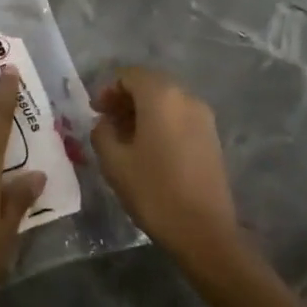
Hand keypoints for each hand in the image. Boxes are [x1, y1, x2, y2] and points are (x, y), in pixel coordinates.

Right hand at [91, 67, 238, 260]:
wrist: (205, 231)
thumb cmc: (154, 191)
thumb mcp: (114, 162)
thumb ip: (102, 133)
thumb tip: (105, 123)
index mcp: (161, 96)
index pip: (129, 75)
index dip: (108, 89)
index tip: (95, 111)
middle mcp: (185, 97)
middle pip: (150, 84)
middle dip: (126, 98)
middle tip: (107, 121)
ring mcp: (203, 116)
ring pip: (166, 100)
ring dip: (143, 110)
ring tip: (125, 136)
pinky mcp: (211, 136)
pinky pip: (180, 116)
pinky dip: (161, 121)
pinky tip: (149, 147)